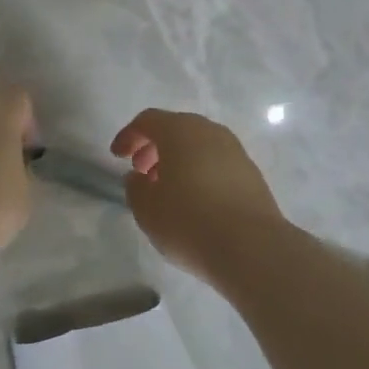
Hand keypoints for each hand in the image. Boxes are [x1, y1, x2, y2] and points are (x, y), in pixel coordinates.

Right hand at [110, 109, 288, 280]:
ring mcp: (235, 151)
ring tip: (167, 190)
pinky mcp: (252, 174)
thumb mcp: (146, 209)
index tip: (117, 157)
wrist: (252, 248)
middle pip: (176, 129)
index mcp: (180, 131)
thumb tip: (139, 177)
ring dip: (178, 161)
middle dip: (154, 147)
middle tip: (141, 172)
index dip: (128, 136)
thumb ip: (135, 188)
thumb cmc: (189, 221)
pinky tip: (195, 201)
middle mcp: (210, 132)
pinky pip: (217, 163)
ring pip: (199, 145)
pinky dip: (200, 172)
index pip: (148, 121)